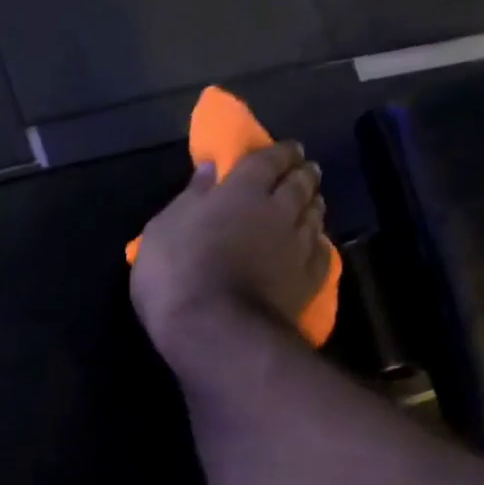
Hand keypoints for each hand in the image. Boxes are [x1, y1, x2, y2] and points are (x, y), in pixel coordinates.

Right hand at [129, 143, 330, 361]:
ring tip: (307, 206)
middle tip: (298, 174)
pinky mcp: (310, 279)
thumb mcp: (161, 233)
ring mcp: (299, 244)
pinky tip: (313, 246)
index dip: (278, 152)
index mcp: (243, 189)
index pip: (270, 157)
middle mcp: (280, 208)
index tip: (282, 152)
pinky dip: (318, 243)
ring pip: (316, 213)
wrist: (214, 332)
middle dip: (301, 173)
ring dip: (312, 205)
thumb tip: (209, 170)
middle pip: (301, 181)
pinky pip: (322, 251)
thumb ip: (189, 199)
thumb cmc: (176, 276)